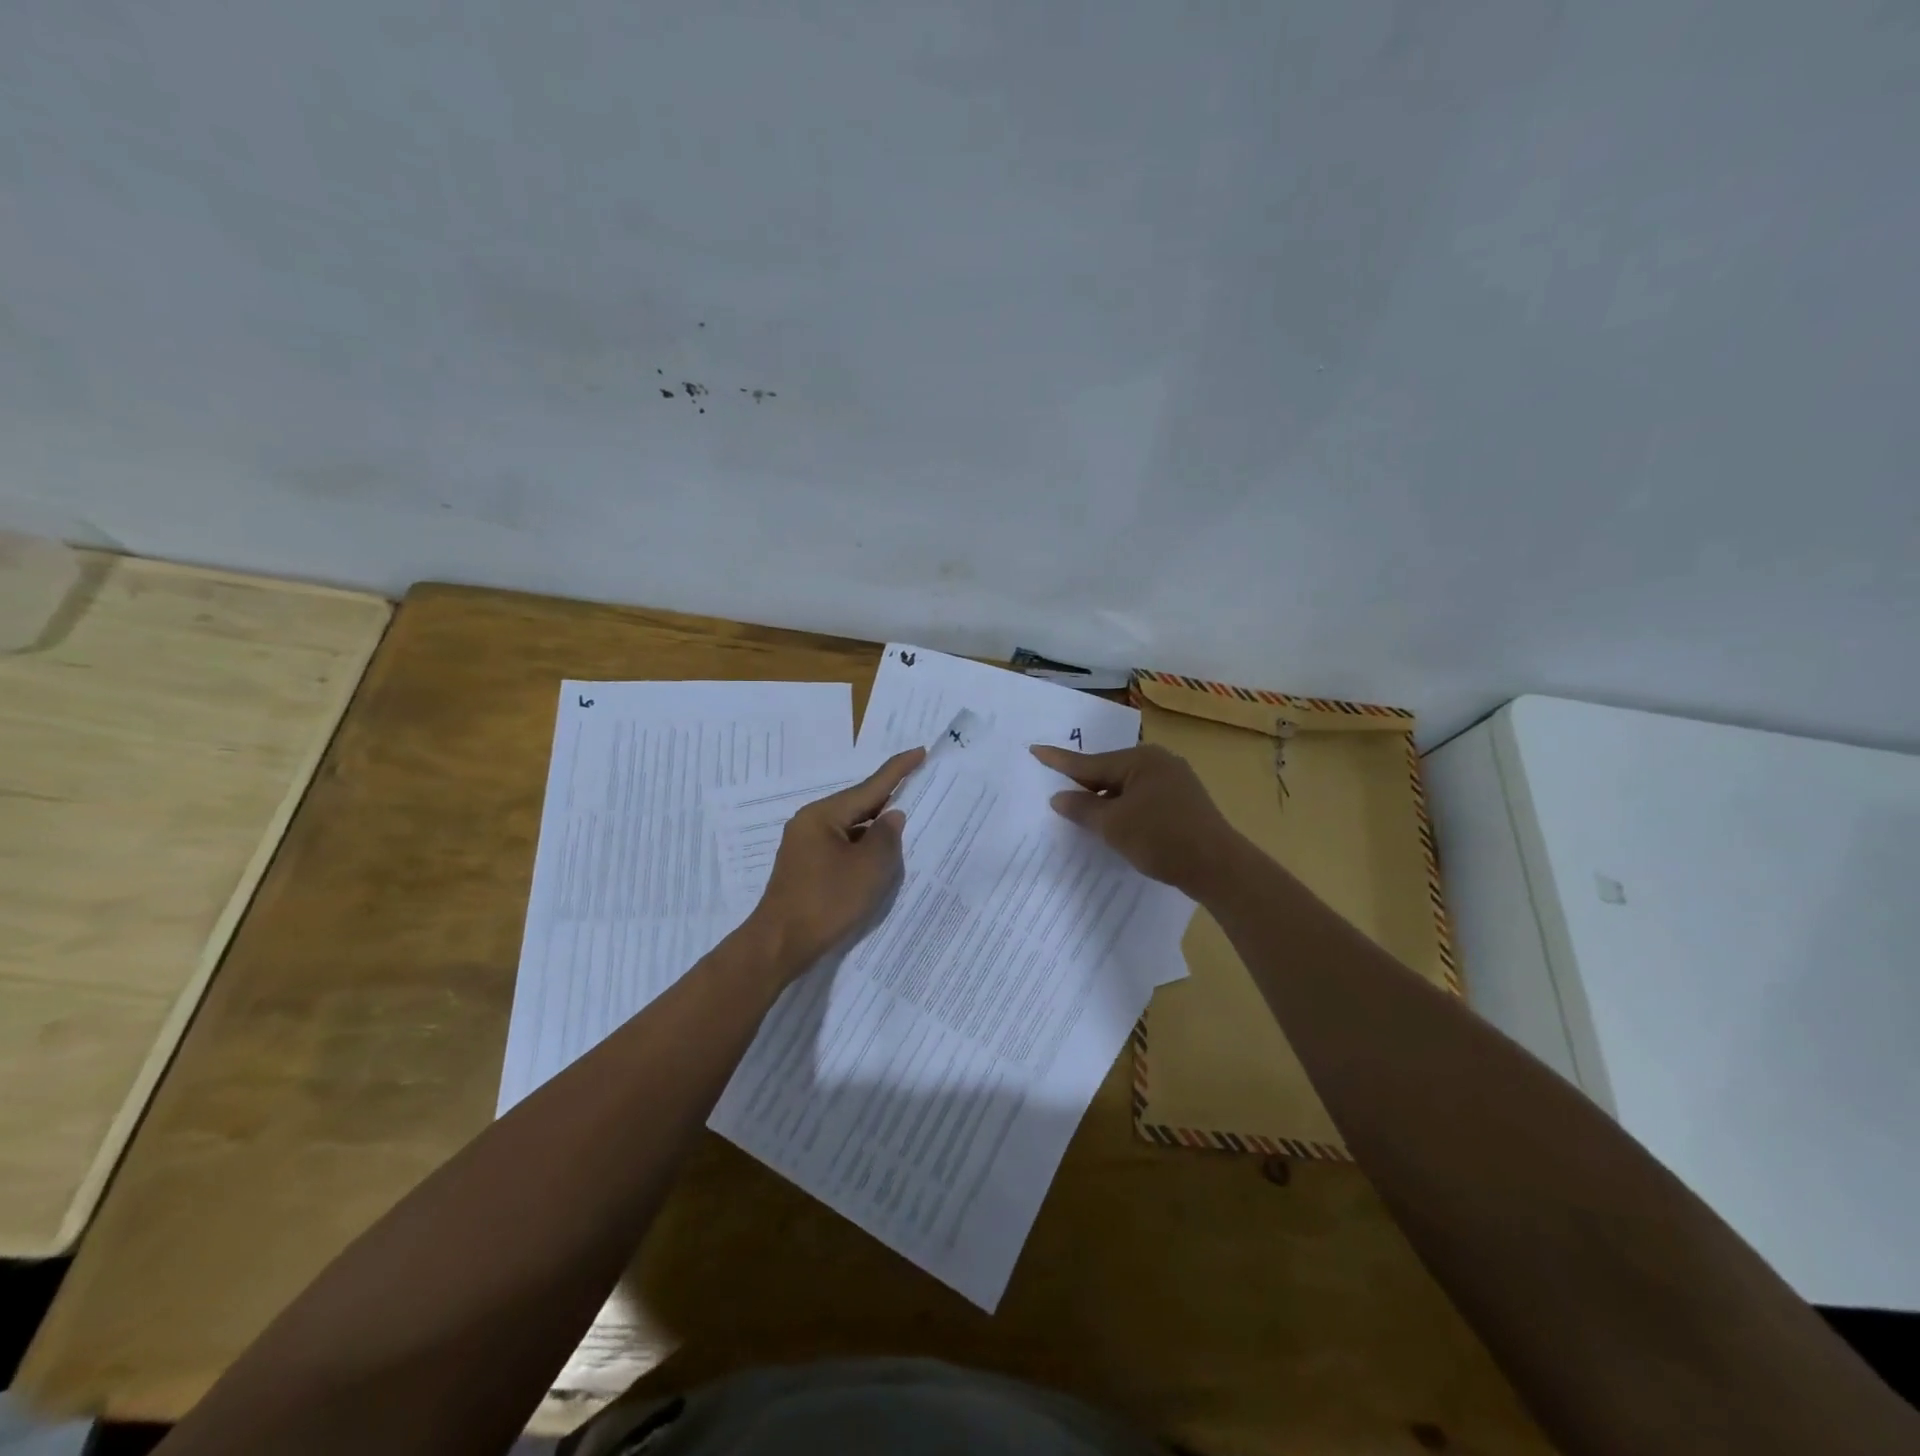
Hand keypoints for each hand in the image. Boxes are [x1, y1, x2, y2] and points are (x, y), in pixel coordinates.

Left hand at [745, 747, 924, 977]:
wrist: (780, 945)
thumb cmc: (826, 902)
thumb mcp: (869, 868)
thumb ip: (887, 837)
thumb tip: (892, 816)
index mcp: (823, 815)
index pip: (870, 786)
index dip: (898, 770)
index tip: (919, 751)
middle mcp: (810, 823)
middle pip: (858, 805)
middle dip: (888, 800)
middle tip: (919, 788)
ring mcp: (805, 846)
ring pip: (850, 828)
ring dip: (876, 829)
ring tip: (907, 825)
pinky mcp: (806, 867)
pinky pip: (842, 847)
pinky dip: (863, 849)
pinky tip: (879, 857)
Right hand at [1029, 743, 1241, 894]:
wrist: (1219, 867)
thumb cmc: (1161, 839)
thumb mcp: (1113, 826)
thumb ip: (1082, 809)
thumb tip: (1059, 797)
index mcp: (1141, 759)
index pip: (1090, 762)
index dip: (1059, 761)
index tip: (1035, 749)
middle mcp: (1159, 762)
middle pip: (1109, 772)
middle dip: (1084, 784)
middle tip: (1056, 789)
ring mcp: (1175, 781)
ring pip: (1127, 787)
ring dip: (1105, 800)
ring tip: (1081, 812)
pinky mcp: (1184, 802)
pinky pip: (1142, 798)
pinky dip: (1124, 808)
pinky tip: (1116, 823)